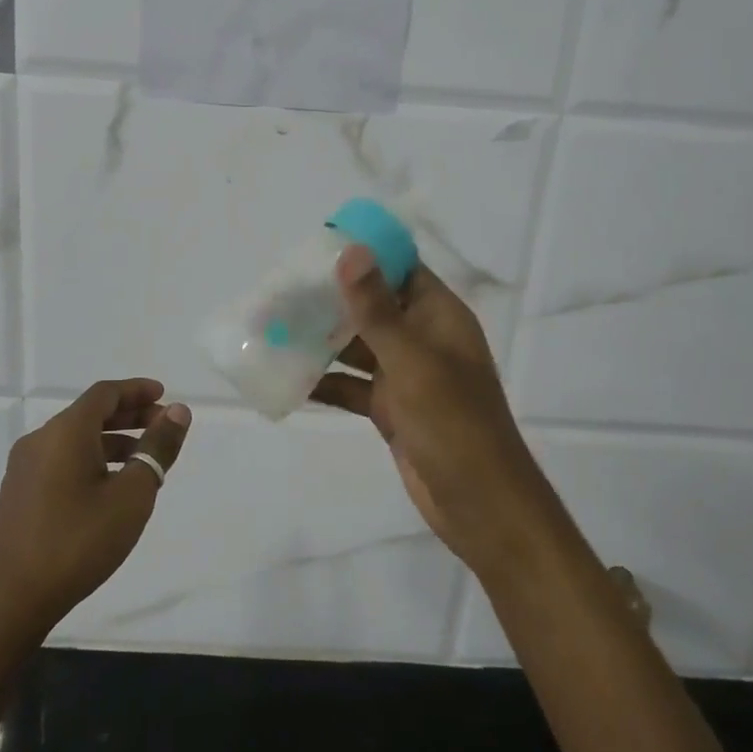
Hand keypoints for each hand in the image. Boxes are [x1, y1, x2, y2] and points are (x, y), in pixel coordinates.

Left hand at [0, 379, 190, 639]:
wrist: (11, 601)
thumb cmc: (79, 542)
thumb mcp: (132, 495)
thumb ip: (157, 448)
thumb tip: (177, 412)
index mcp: (65, 432)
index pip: (105, 394)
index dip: (136, 390)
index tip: (164, 395)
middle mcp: (40, 440)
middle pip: (89, 413)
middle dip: (128, 415)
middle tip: (161, 426)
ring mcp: (24, 468)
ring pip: (74, 439)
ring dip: (111, 440)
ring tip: (143, 459)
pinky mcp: (18, 494)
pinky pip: (60, 460)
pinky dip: (91, 458)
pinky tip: (109, 486)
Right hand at [311, 247, 556, 576]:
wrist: (480, 504)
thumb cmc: (453, 423)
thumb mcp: (412, 361)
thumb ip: (376, 309)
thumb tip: (350, 250)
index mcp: (438, 316)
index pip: (400, 269)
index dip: (363, 254)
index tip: (314, 247)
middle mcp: (422, 339)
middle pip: (372, 306)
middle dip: (330, 299)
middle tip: (280, 289)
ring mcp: (405, 375)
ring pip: (357, 347)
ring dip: (320, 340)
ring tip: (273, 327)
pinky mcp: (390, 408)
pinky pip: (352, 385)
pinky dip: (324, 381)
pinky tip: (286, 376)